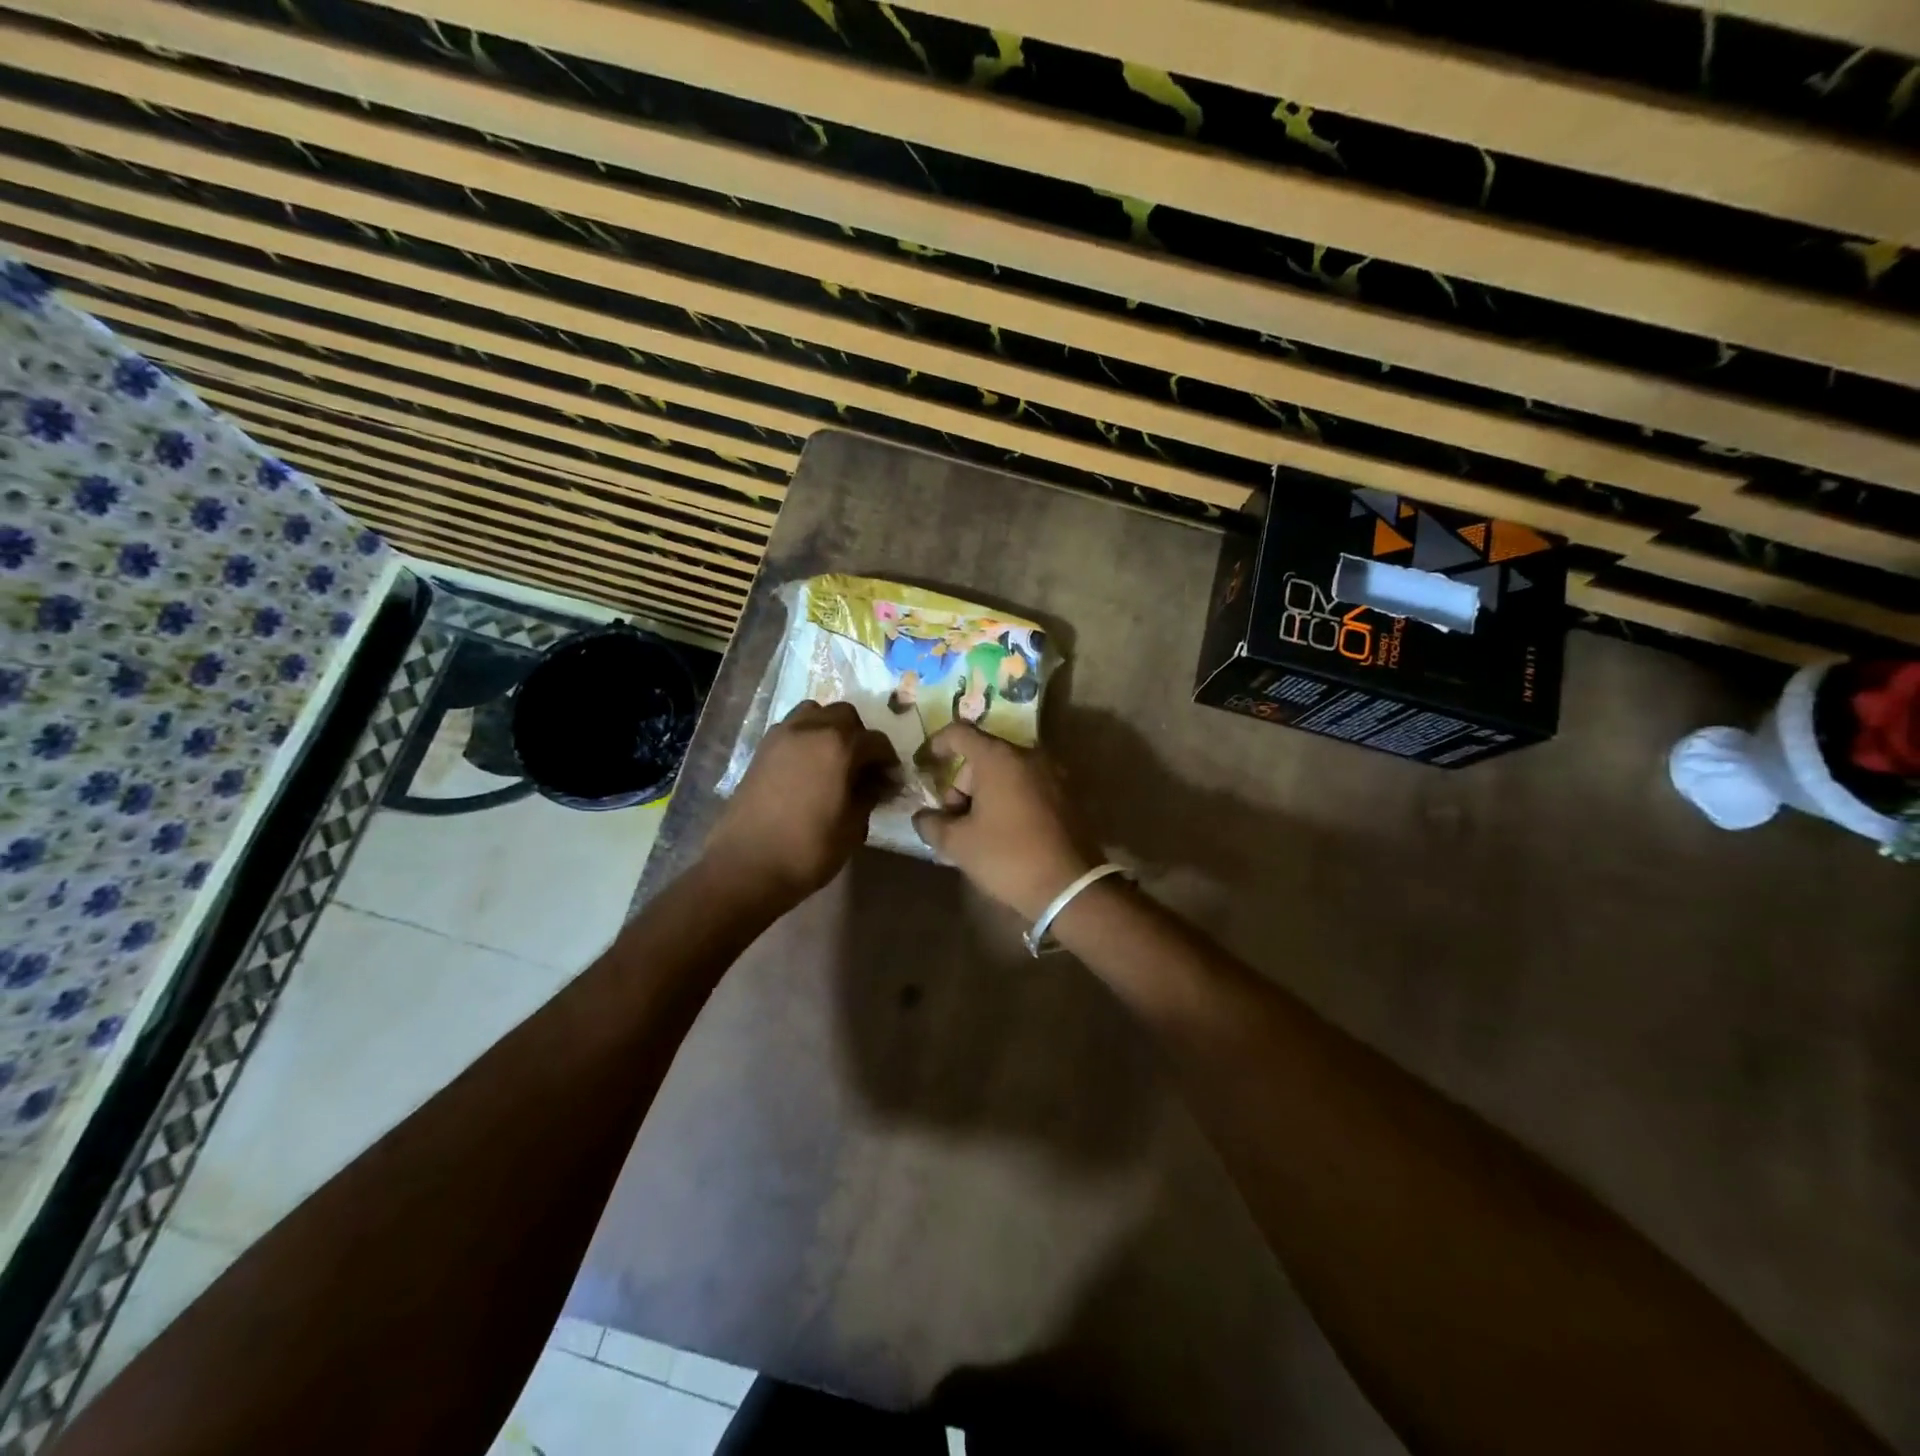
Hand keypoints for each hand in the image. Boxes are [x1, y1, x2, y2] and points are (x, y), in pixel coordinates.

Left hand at [706, 701, 897, 906]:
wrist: (746, 866)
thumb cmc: (808, 849)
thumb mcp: (853, 826)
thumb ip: (868, 795)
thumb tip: (876, 783)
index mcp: (839, 746)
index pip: (876, 742)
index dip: (889, 762)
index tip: (891, 784)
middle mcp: (811, 729)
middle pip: (845, 716)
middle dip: (860, 737)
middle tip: (863, 767)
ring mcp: (781, 736)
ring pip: (814, 713)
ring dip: (830, 729)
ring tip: (833, 760)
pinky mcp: (761, 749)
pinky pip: (792, 729)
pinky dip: (806, 738)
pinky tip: (808, 768)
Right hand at [912, 723, 1098, 920]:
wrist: (1070, 887)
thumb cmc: (1008, 856)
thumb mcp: (958, 843)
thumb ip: (931, 824)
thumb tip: (923, 817)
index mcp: (999, 758)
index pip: (960, 733)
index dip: (937, 744)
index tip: (924, 763)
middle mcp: (1028, 756)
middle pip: (983, 756)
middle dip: (961, 784)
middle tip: (953, 820)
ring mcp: (1052, 774)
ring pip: (1006, 772)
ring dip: (985, 794)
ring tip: (976, 832)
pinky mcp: (1066, 795)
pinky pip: (1026, 786)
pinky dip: (1008, 800)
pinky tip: (1002, 832)